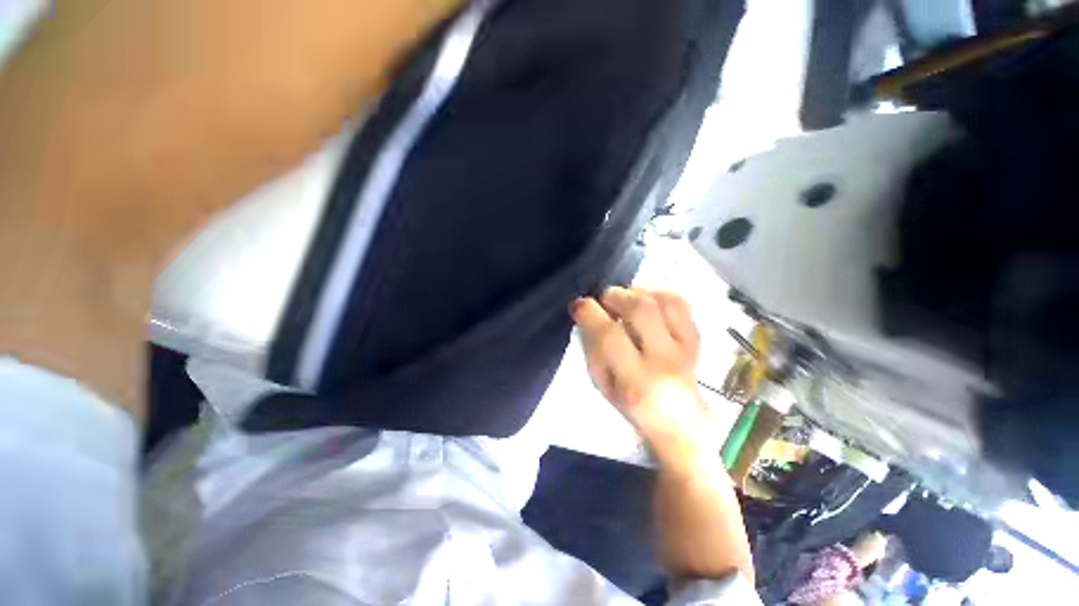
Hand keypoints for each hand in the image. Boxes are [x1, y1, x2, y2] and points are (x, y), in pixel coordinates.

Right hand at [570, 287, 716, 461]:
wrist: (680, 423)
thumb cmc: (632, 407)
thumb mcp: (602, 385)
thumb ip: (593, 349)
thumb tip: (587, 315)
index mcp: (635, 380)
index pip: (610, 336)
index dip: (590, 313)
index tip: (578, 304)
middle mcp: (664, 360)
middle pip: (641, 310)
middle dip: (615, 295)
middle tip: (604, 300)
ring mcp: (686, 347)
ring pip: (664, 301)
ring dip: (637, 292)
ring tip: (624, 299)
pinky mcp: (697, 337)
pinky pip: (680, 303)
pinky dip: (658, 293)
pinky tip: (645, 300)